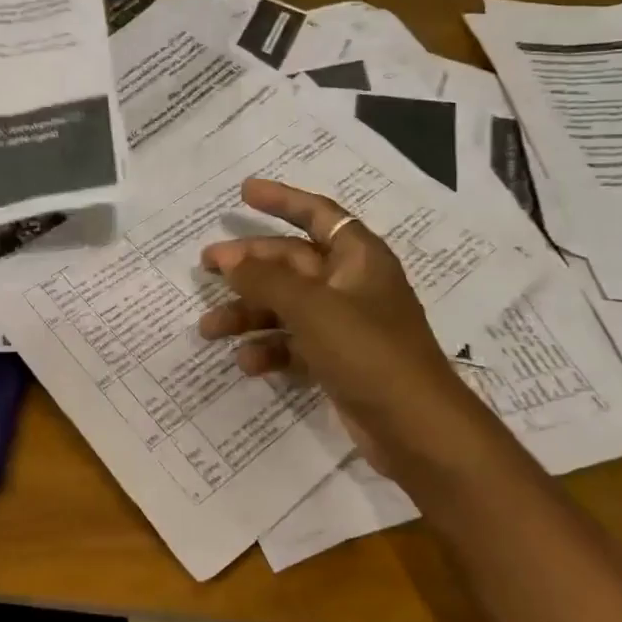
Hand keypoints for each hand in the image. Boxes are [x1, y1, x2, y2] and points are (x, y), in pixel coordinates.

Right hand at [198, 177, 479, 479]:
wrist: (416, 429)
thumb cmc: (368, 352)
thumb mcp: (312, 308)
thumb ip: (266, 279)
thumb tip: (230, 259)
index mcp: (358, 258)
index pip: (317, 214)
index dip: (281, 199)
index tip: (243, 192)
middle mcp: (350, 285)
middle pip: (290, 262)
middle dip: (248, 265)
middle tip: (205, 267)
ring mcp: (343, 325)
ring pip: (285, 306)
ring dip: (248, 314)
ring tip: (209, 328)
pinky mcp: (336, 360)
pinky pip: (293, 343)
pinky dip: (268, 348)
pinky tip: (245, 362)